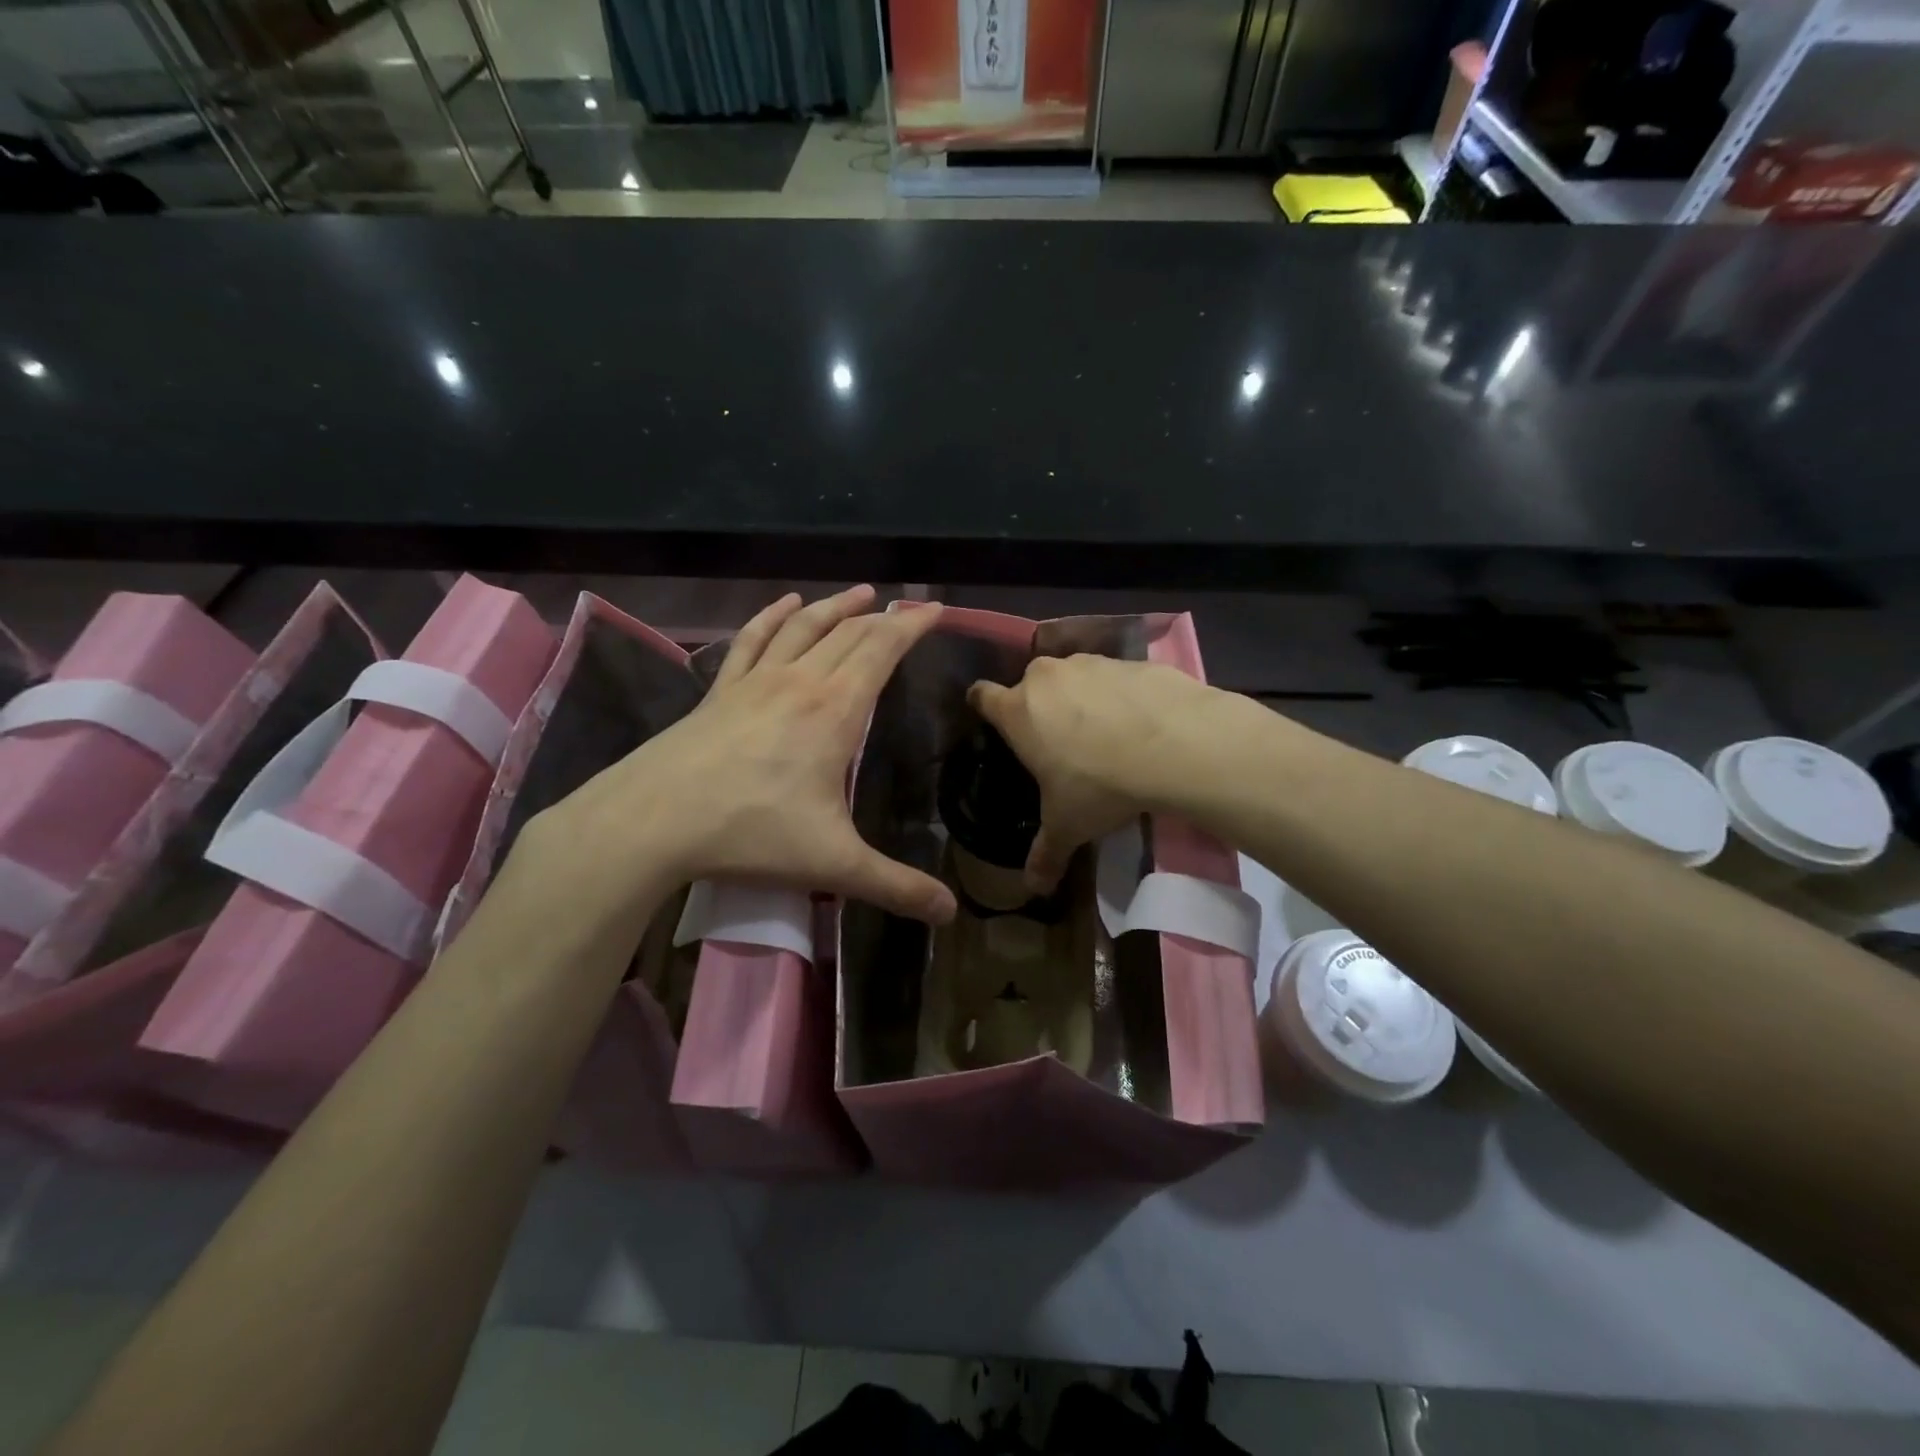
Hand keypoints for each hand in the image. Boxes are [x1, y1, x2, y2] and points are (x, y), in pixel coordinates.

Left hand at [525, 586, 956, 936]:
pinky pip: (752, 641)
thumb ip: (896, 886)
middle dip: (883, 618)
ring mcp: (755, 681)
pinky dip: (773, 617)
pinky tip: (786, 604)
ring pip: (804, 628)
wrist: (653, 820)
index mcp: (835, 710)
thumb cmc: (751, 833)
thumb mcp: (834, 865)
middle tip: (907, 608)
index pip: (881, 651)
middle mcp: (800, 682)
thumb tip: (950, 912)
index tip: (933, 609)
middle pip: (849, 634)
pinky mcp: (721, 690)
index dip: (911, 627)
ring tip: (861, 593)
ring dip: (836, 607)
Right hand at [968, 654, 1226, 893]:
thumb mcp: (1068, 826)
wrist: (1175, 745)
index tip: (993, 721)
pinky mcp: (1131, 661)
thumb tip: (1033, 889)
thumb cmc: (1100, 784)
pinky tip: (1142, 724)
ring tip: (1106, 734)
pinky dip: (1122, 695)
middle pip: (1030, 685)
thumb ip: (1046, 854)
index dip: (983, 706)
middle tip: (1058, 741)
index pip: (982, 696)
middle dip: (1040, 707)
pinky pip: (1116, 677)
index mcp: (1018, 711)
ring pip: (1074, 677)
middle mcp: (1047, 678)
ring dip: (1082, 698)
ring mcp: (1091, 663)